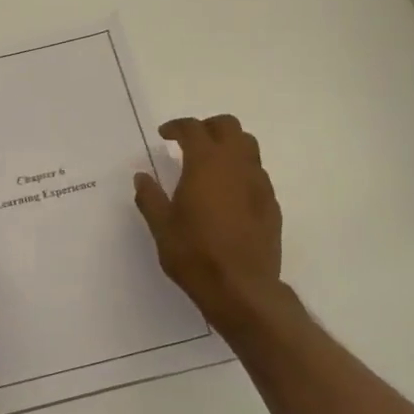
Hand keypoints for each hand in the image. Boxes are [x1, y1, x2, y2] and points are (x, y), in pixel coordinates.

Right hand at [135, 115, 284, 327]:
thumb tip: (142, 177)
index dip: (176, 127)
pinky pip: (257, 173)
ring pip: (248, 146)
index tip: (164, 135)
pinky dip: (241, 170)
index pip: (193, 129)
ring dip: (228, 145)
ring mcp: (259, 183)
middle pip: (228, 126)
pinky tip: (228, 193)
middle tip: (189, 142)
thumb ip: (150, 197)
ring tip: (210, 164)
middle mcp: (237, 165)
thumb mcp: (161, 226)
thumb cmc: (194, 254)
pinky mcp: (271, 203)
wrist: (241, 288)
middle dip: (208, 127)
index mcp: (206, 163)